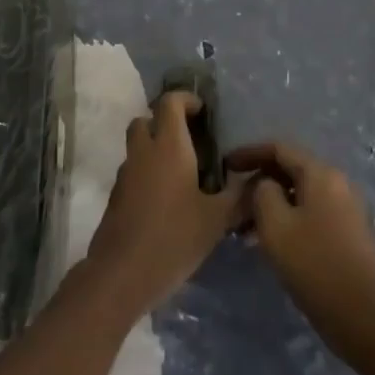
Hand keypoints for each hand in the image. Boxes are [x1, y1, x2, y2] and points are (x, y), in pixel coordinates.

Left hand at [81, 93, 246, 319]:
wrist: (121, 274)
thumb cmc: (173, 238)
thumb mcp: (216, 220)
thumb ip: (239, 197)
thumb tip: (259, 182)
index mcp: (169, 146)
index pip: (170, 102)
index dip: (186, 100)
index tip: (203, 114)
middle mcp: (144, 151)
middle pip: (147, 119)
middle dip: (166, 122)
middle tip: (190, 142)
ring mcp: (125, 173)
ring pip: (138, 145)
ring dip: (155, 148)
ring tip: (181, 173)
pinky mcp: (116, 196)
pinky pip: (133, 171)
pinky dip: (146, 173)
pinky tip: (165, 200)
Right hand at [224, 141, 374, 367]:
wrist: (364, 317)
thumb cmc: (315, 265)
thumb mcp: (275, 226)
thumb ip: (262, 193)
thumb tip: (265, 185)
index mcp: (321, 173)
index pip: (279, 149)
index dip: (249, 153)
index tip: (225, 165)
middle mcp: (337, 182)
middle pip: (291, 170)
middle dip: (259, 182)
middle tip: (233, 203)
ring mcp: (346, 208)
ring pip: (300, 194)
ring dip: (272, 204)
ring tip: (245, 228)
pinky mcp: (348, 233)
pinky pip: (311, 213)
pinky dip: (288, 218)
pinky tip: (271, 242)